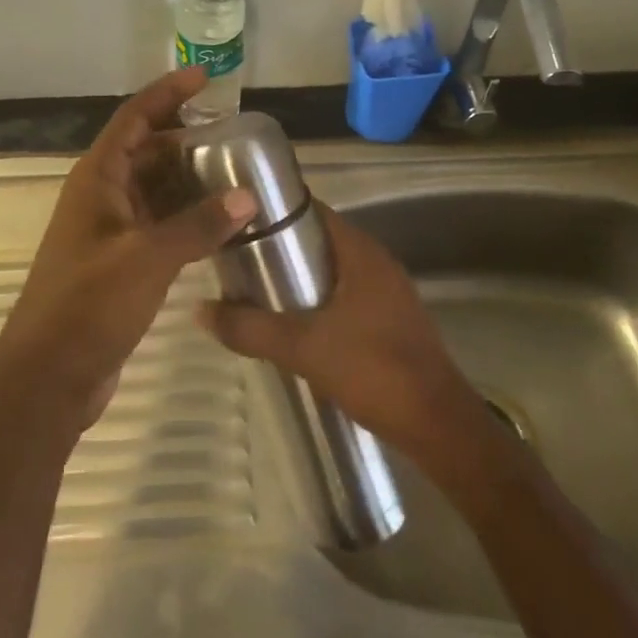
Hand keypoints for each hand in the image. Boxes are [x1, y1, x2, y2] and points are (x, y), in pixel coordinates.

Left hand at [0, 67, 257, 438]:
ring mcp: (110, 233)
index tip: (203, 78)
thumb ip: (198, 226)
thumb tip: (246, 197)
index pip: (133, 120)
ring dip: (190, 182)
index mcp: (97, 181)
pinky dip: (187, 220)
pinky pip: (159, 226)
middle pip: (147, 152)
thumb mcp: (147, 260)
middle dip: (186, 139)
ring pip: (155, 191)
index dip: (166, 94)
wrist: (49, 377)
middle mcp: (102, 198)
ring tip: (238, 176)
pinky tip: (221, 226)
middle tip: (234, 136)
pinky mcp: (121, 264)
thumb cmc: (88, 307)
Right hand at [197, 204, 486, 460]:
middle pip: (321, 241)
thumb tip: (199, 309)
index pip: (314, 211)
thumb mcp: (302, 347)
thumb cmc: (373, 370)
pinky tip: (292, 325)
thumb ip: (250, 327)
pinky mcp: (390, 322)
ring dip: (298, 279)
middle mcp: (377, 264)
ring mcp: (388, 294)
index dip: (276, 211)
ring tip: (255, 290)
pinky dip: (317, 302)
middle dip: (280, 249)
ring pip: (333, 272)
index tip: (238, 221)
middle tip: (236, 260)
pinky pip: (345, 297)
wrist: (437, 425)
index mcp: (361, 254)